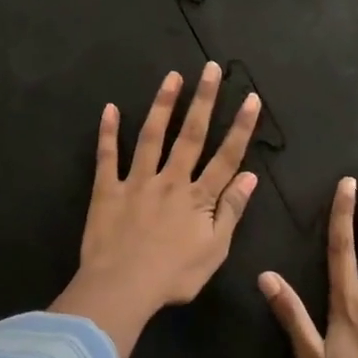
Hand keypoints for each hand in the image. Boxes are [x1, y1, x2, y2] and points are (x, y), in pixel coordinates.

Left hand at [51, 64, 261, 357]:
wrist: (122, 288)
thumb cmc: (173, 276)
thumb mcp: (215, 250)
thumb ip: (231, 211)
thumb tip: (251, 177)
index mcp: (198, 197)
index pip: (226, 156)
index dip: (240, 127)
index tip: (251, 98)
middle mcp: (170, 180)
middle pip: (190, 135)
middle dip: (203, 100)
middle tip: (210, 69)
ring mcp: (137, 181)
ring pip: (152, 136)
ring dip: (163, 104)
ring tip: (172, 77)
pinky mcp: (107, 190)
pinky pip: (107, 156)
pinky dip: (107, 132)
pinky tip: (109, 108)